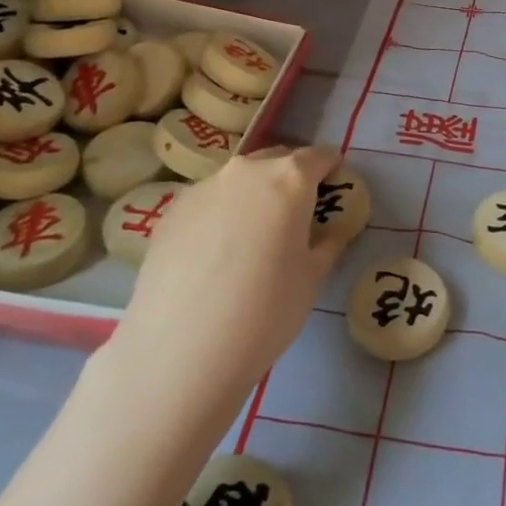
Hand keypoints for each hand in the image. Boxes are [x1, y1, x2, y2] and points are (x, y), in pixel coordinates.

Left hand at [112, 145, 346, 404]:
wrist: (180, 349)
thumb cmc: (265, 310)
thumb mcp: (312, 279)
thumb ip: (328, 243)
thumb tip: (332, 231)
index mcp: (289, 179)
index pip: (318, 156)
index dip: (330, 168)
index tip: (334, 186)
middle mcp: (246, 171)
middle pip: (276, 160)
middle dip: (291, 178)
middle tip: (296, 213)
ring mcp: (204, 187)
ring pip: (239, 180)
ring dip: (253, 195)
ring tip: (252, 236)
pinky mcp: (171, 211)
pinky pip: (208, 201)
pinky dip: (220, 214)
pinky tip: (216, 253)